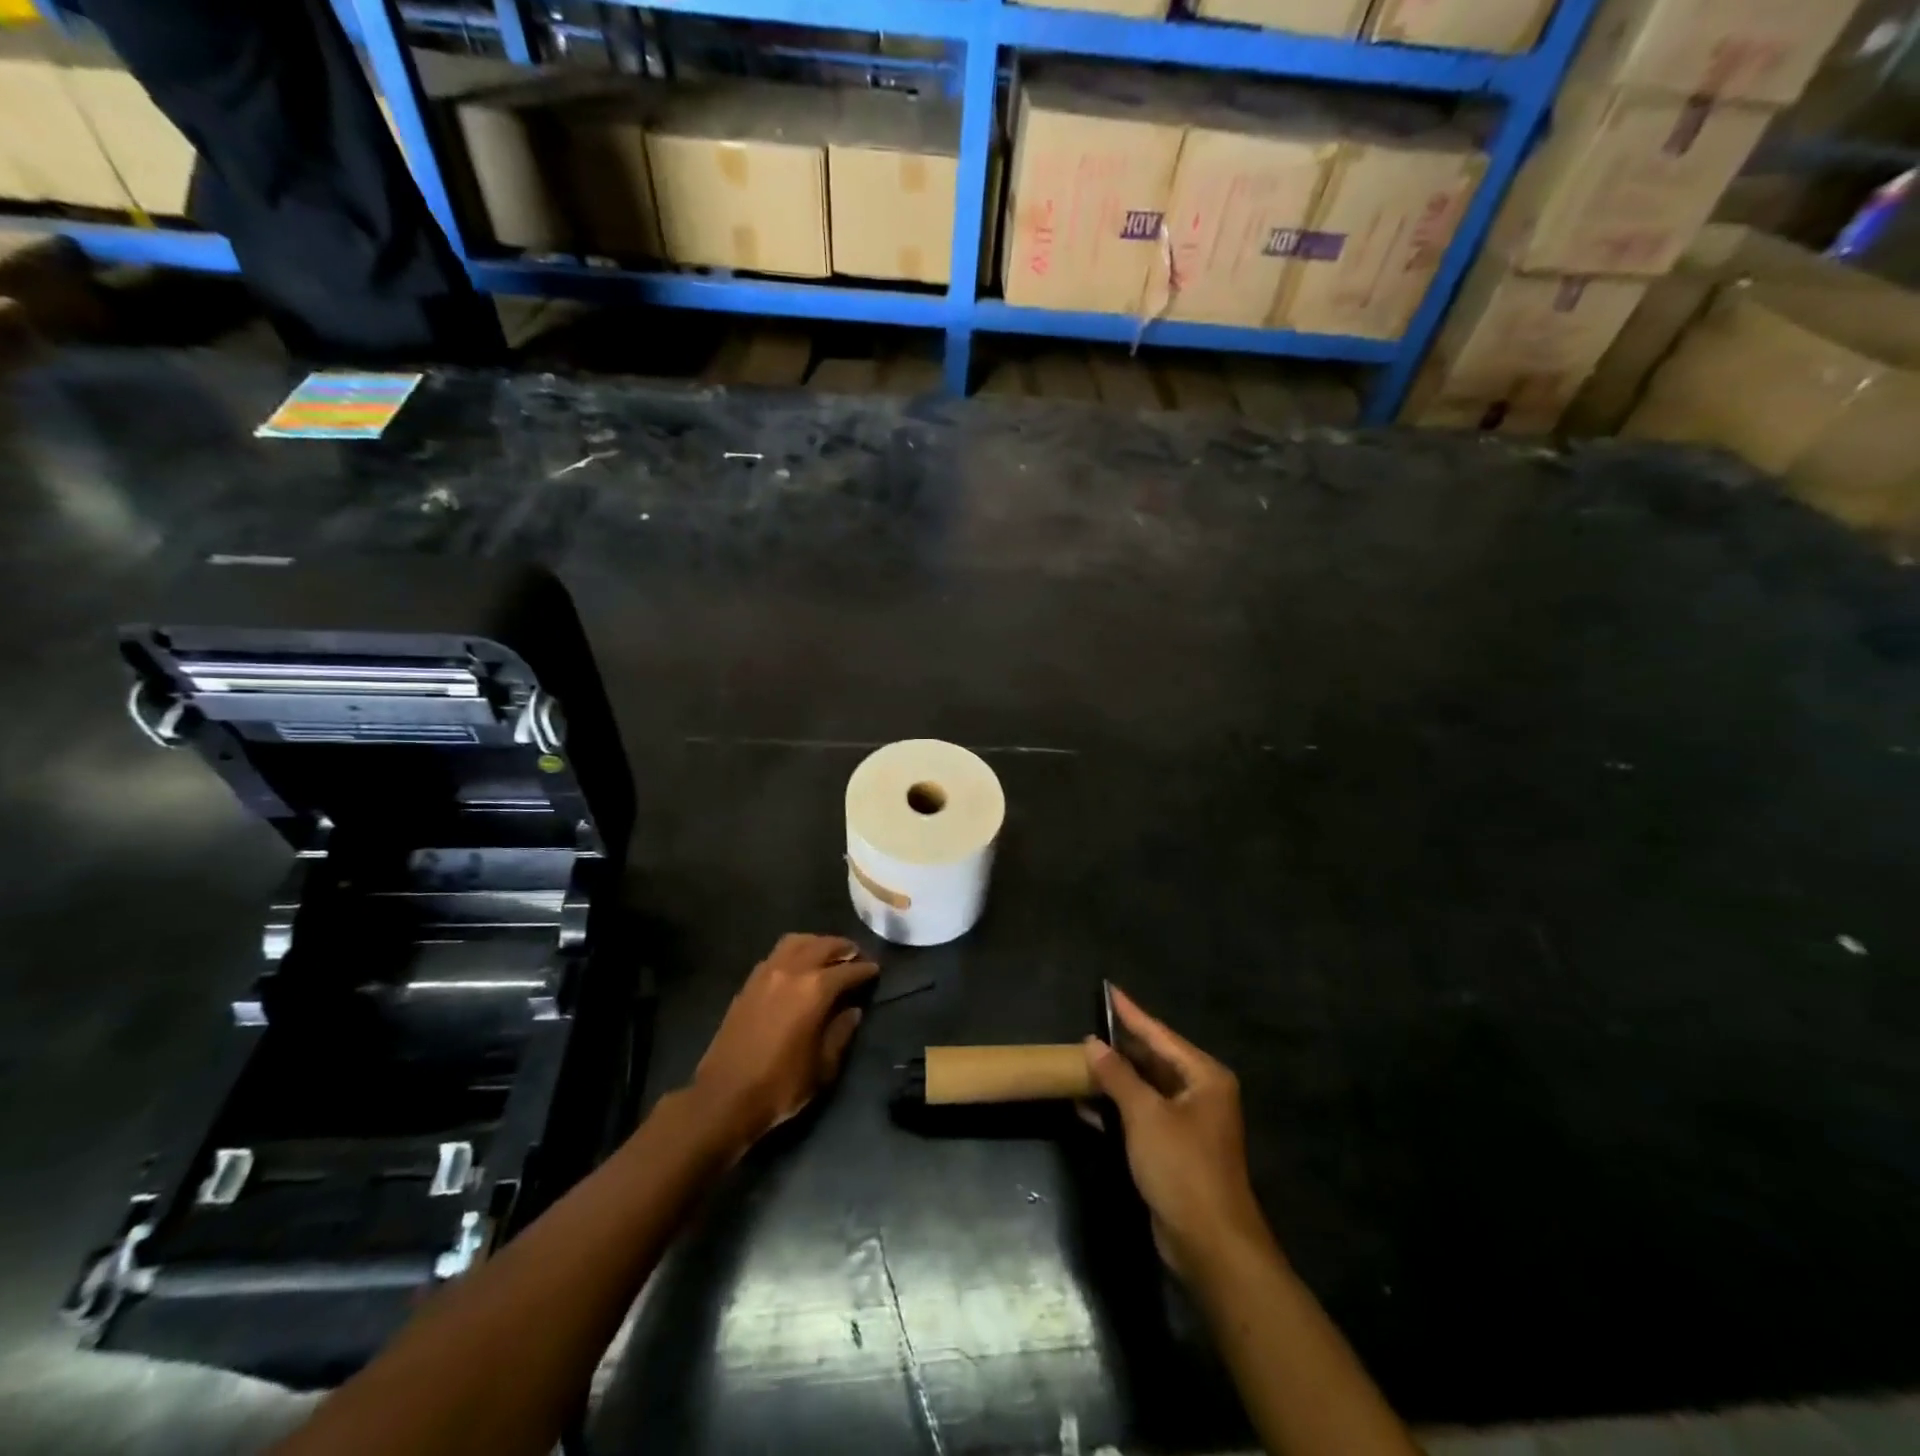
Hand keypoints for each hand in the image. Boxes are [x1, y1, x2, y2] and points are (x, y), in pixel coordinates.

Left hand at [691, 933, 878, 1150]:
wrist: (724, 1097)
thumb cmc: (780, 1085)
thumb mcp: (823, 1066)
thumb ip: (841, 1032)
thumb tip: (853, 1010)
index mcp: (815, 990)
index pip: (848, 970)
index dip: (865, 970)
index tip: (876, 970)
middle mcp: (792, 971)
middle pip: (824, 945)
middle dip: (844, 948)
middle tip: (856, 956)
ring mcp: (766, 973)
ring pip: (797, 941)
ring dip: (817, 943)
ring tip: (828, 955)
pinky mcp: (749, 983)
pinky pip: (777, 954)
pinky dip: (794, 952)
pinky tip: (798, 967)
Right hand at [1084, 987, 1272, 1282]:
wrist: (1210, 1243)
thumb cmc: (1182, 1167)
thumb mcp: (1145, 1115)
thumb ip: (1117, 1075)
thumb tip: (1092, 1043)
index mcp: (1204, 1076)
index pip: (1160, 1034)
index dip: (1131, 1013)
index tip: (1109, 989)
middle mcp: (1200, 1093)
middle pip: (1154, 1060)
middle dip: (1120, 1047)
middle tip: (1088, 1026)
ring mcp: (1188, 1123)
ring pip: (1145, 1088)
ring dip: (1115, 1078)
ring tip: (1081, 1058)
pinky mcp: (1174, 1149)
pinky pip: (1141, 1115)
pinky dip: (1116, 1108)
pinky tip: (1085, 1103)